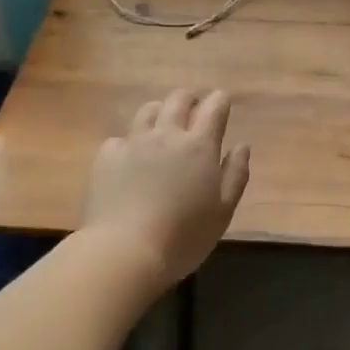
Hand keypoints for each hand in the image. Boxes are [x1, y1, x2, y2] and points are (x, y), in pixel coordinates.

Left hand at [81, 89, 250, 289]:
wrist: (126, 250)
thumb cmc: (184, 236)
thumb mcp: (223, 211)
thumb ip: (235, 174)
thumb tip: (241, 145)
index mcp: (199, 146)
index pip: (213, 108)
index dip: (219, 101)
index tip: (221, 102)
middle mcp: (166, 135)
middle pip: (178, 100)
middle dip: (189, 100)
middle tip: (193, 112)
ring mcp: (133, 143)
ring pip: (147, 111)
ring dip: (159, 112)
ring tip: (161, 127)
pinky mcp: (107, 157)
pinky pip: (120, 138)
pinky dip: (129, 142)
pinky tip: (130, 158)